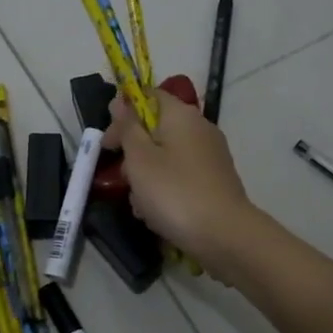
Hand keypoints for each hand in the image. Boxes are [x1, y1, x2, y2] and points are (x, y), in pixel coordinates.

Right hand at [102, 91, 255, 263]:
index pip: (148, 96)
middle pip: (155, 130)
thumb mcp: (139, 158)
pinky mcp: (214, 181)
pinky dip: (165, 191)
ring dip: (146, 179)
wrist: (224, 235)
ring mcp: (209, 156)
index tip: (108, 142)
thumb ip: (128, 127)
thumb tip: (120, 101)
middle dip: (133, 154)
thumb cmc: (174, 192)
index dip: (123, 113)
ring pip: (165, 158)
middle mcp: (199, 129)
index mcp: (181, 115)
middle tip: (122, 179)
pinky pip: (180, 178)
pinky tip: (157, 215)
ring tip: (140, 205)